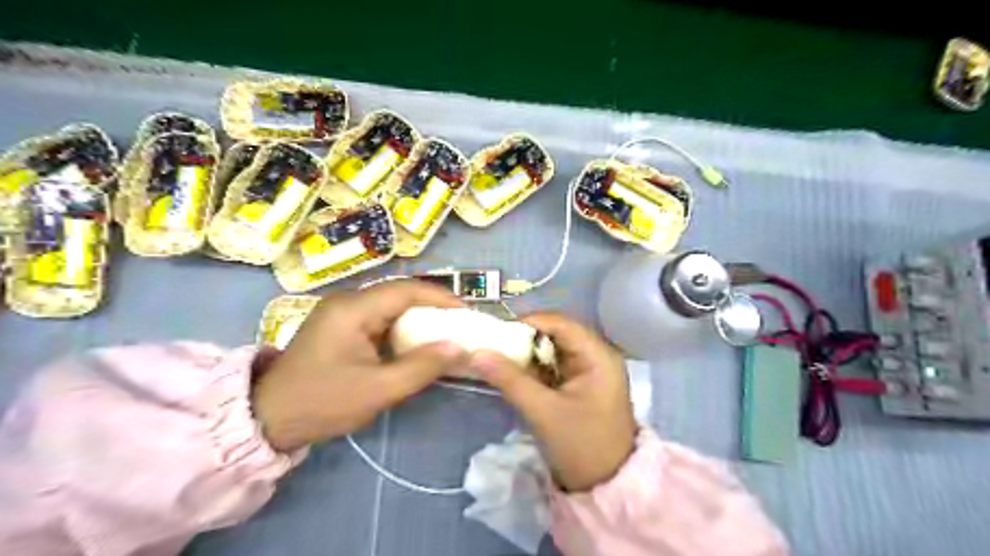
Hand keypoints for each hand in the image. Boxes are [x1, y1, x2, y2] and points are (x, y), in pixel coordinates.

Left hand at [253, 283, 467, 452]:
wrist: (268, 418)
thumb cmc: (323, 402)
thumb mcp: (378, 390)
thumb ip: (421, 367)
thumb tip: (459, 348)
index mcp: (353, 308)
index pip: (406, 290)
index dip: (440, 298)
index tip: (467, 314)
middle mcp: (347, 300)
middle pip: (399, 293)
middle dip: (433, 306)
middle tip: (460, 324)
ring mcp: (341, 311)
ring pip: (390, 305)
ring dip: (418, 316)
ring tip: (444, 332)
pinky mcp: (340, 325)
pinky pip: (379, 317)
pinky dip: (402, 327)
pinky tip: (416, 341)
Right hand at [469, 312, 634, 489]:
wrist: (606, 486)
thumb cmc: (581, 447)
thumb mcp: (543, 412)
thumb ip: (510, 380)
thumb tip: (476, 353)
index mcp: (598, 356)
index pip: (560, 324)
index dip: (528, 322)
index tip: (496, 332)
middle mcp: (597, 355)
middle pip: (556, 333)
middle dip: (525, 338)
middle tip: (494, 345)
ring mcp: (590, 370)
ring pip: (553, 349)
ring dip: (528, 353)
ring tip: (498, 356)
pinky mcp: (581, 384)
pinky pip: (554, 365)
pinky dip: (534, 367)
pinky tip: (513, 372)